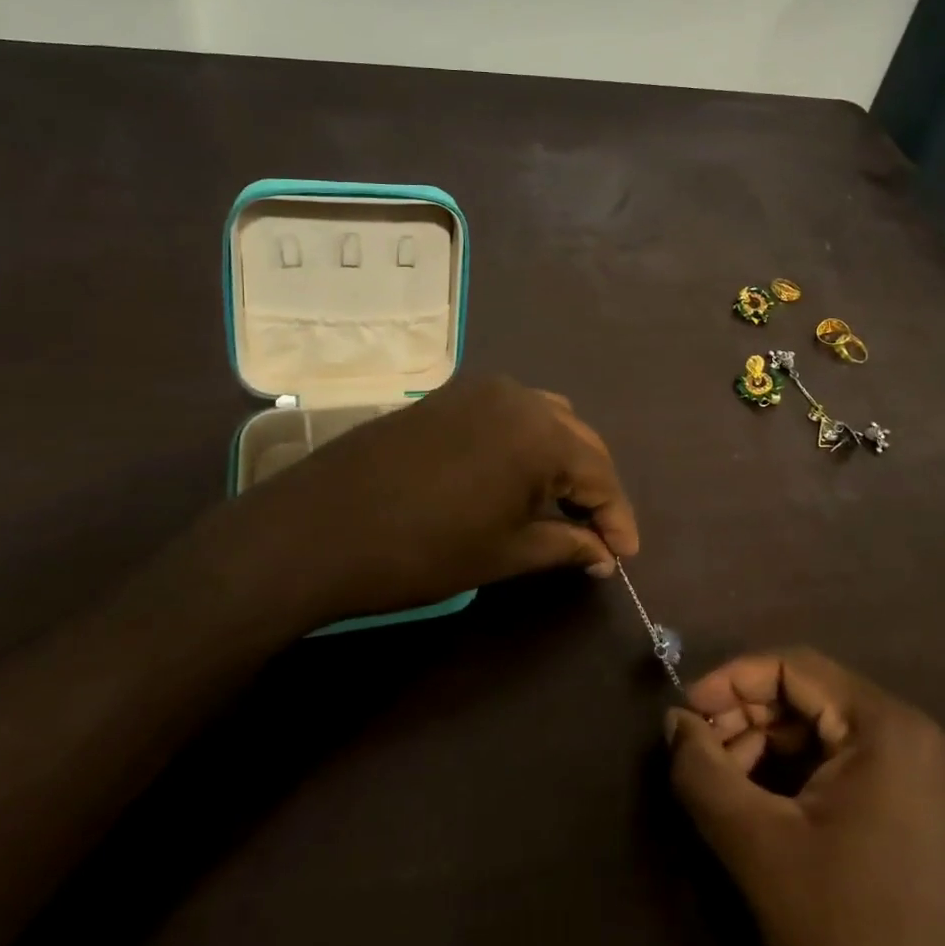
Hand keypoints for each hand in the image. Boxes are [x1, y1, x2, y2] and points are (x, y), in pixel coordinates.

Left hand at [193, 375, 639, 626]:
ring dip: (561, 459)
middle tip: (597, 534)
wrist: (320, 527)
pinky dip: (525, 443)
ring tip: (559, 505)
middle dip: (593, 487)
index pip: (601, 474)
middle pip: (577, 440)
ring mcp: (480, 390)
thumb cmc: (424, 549)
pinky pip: (508, 413)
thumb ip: (565, 547)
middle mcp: (519, 397)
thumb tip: (601, 552)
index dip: (617, 518)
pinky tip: (515, 478)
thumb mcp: (505, 554)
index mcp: (542, 433)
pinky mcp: (448, 395)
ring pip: (545, 419)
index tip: (624, 556)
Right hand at [666, 650, 944, 945]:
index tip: (686, 712)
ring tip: (731, 789)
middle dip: (753, 721)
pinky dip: (811, 781)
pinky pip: (862, 773)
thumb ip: (704, 773)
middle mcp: (926, 740)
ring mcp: (942, 784)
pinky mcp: (944, 825)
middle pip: (817, 700)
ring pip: (837, 737)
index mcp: (893, 729)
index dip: (733, 681)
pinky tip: (776, 814)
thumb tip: (673, 721)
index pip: (795, 668)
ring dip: (777, 752)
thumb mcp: (761, 852)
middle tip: (704, 756)